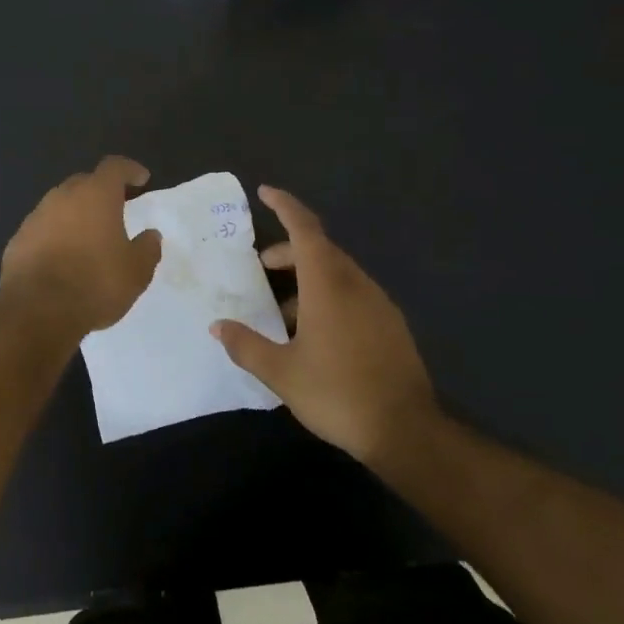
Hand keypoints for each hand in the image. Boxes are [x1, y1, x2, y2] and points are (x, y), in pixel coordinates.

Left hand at [0, 157, 162, 337]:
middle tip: (115, 208)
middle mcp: (63, 197)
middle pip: (84, 182)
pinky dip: (55, 235)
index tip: (141, 179)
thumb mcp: (136, 272)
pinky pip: (42, 229)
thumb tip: (150, 235)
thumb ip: (147, 248)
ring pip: (60, 205)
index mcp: (96, 195)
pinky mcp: (17, 240)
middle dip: (101, 191)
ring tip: (88, 236)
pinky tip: (62, 257)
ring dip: (75, 214)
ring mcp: (36, 217)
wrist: (37, 310)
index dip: (129, 170)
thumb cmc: (95, 284)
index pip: (114, 167)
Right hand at [210, 186, 438, 471]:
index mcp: (328, 285)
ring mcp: (379, 305)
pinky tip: (313, 333)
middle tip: (261, 267)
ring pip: (338, 274)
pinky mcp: (391, 326)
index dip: (285, 207)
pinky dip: (327, 296)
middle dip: (288, 251)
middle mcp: (356, 285)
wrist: (406, 431)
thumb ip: (246, 345)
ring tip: (281, 309)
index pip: (306, 230)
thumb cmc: (337, 393)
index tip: (265, 192)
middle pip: (320, 250)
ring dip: (307, 277)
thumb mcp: (281, 372)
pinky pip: (353, 295)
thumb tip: (218, 326)